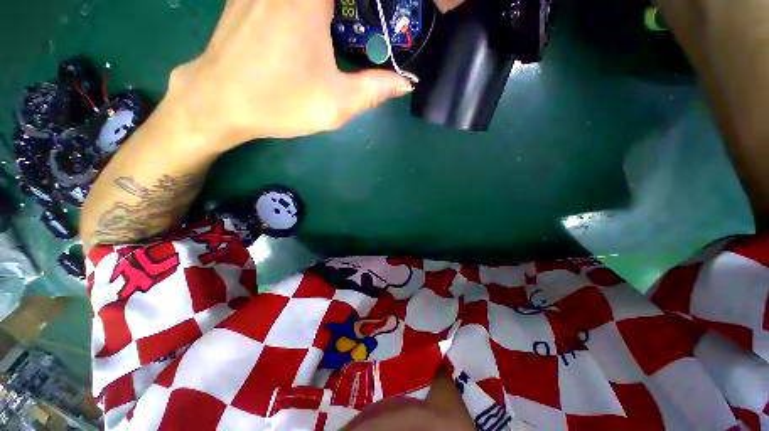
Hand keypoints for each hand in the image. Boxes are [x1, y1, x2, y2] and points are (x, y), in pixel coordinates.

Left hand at [166, 0, 413, 145]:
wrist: (219, 102)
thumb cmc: (279, 102)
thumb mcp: (335, 104)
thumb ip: (373, 90)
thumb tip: (405, 82)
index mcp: (308, 0)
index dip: (370, 5)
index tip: (380, 15)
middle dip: (351, 11)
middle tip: (363, 24)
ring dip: (334, 10)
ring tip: (341, 29)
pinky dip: (307, 9)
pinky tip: (312, 25)